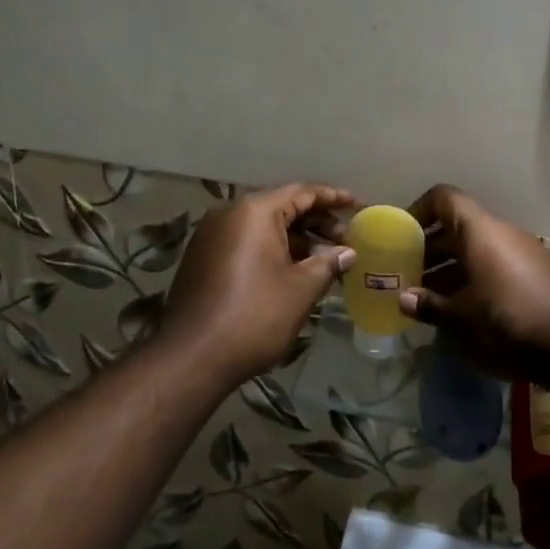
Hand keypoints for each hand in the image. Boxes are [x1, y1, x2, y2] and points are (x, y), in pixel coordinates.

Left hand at [162, 182, 355, 382]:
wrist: (192, 356)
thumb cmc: (254, 315)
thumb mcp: (301, 288)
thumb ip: (328, 262)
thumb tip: (348, 252)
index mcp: (254, 211)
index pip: (301, 192)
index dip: (332, 198)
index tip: (357, 205)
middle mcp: (229, 213)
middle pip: (281, 206)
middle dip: (315, 221)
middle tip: (345, 239)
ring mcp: (212, 235)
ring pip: (263, 226)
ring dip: (295, 238)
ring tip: (324, 258)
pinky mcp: (203, 257)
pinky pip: (246, 242)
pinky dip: (272, 249)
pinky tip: (293, 270)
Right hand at [398, 184, 549, 382]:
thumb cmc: (506, 321)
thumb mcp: (459, 319)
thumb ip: (429, 305)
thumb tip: (404, 299)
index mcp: (479, 230)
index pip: (443, 198)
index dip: (418, 210)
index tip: (401, 236)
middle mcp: (501, 233)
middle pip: (457, 227)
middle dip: (430, 249)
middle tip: (407, 274)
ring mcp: (523, 253)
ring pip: (477, 250)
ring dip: (450, 268)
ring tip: (428, 297)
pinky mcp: (536, 276)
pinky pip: (495, 267)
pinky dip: (474, 280)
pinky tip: (462, 311)